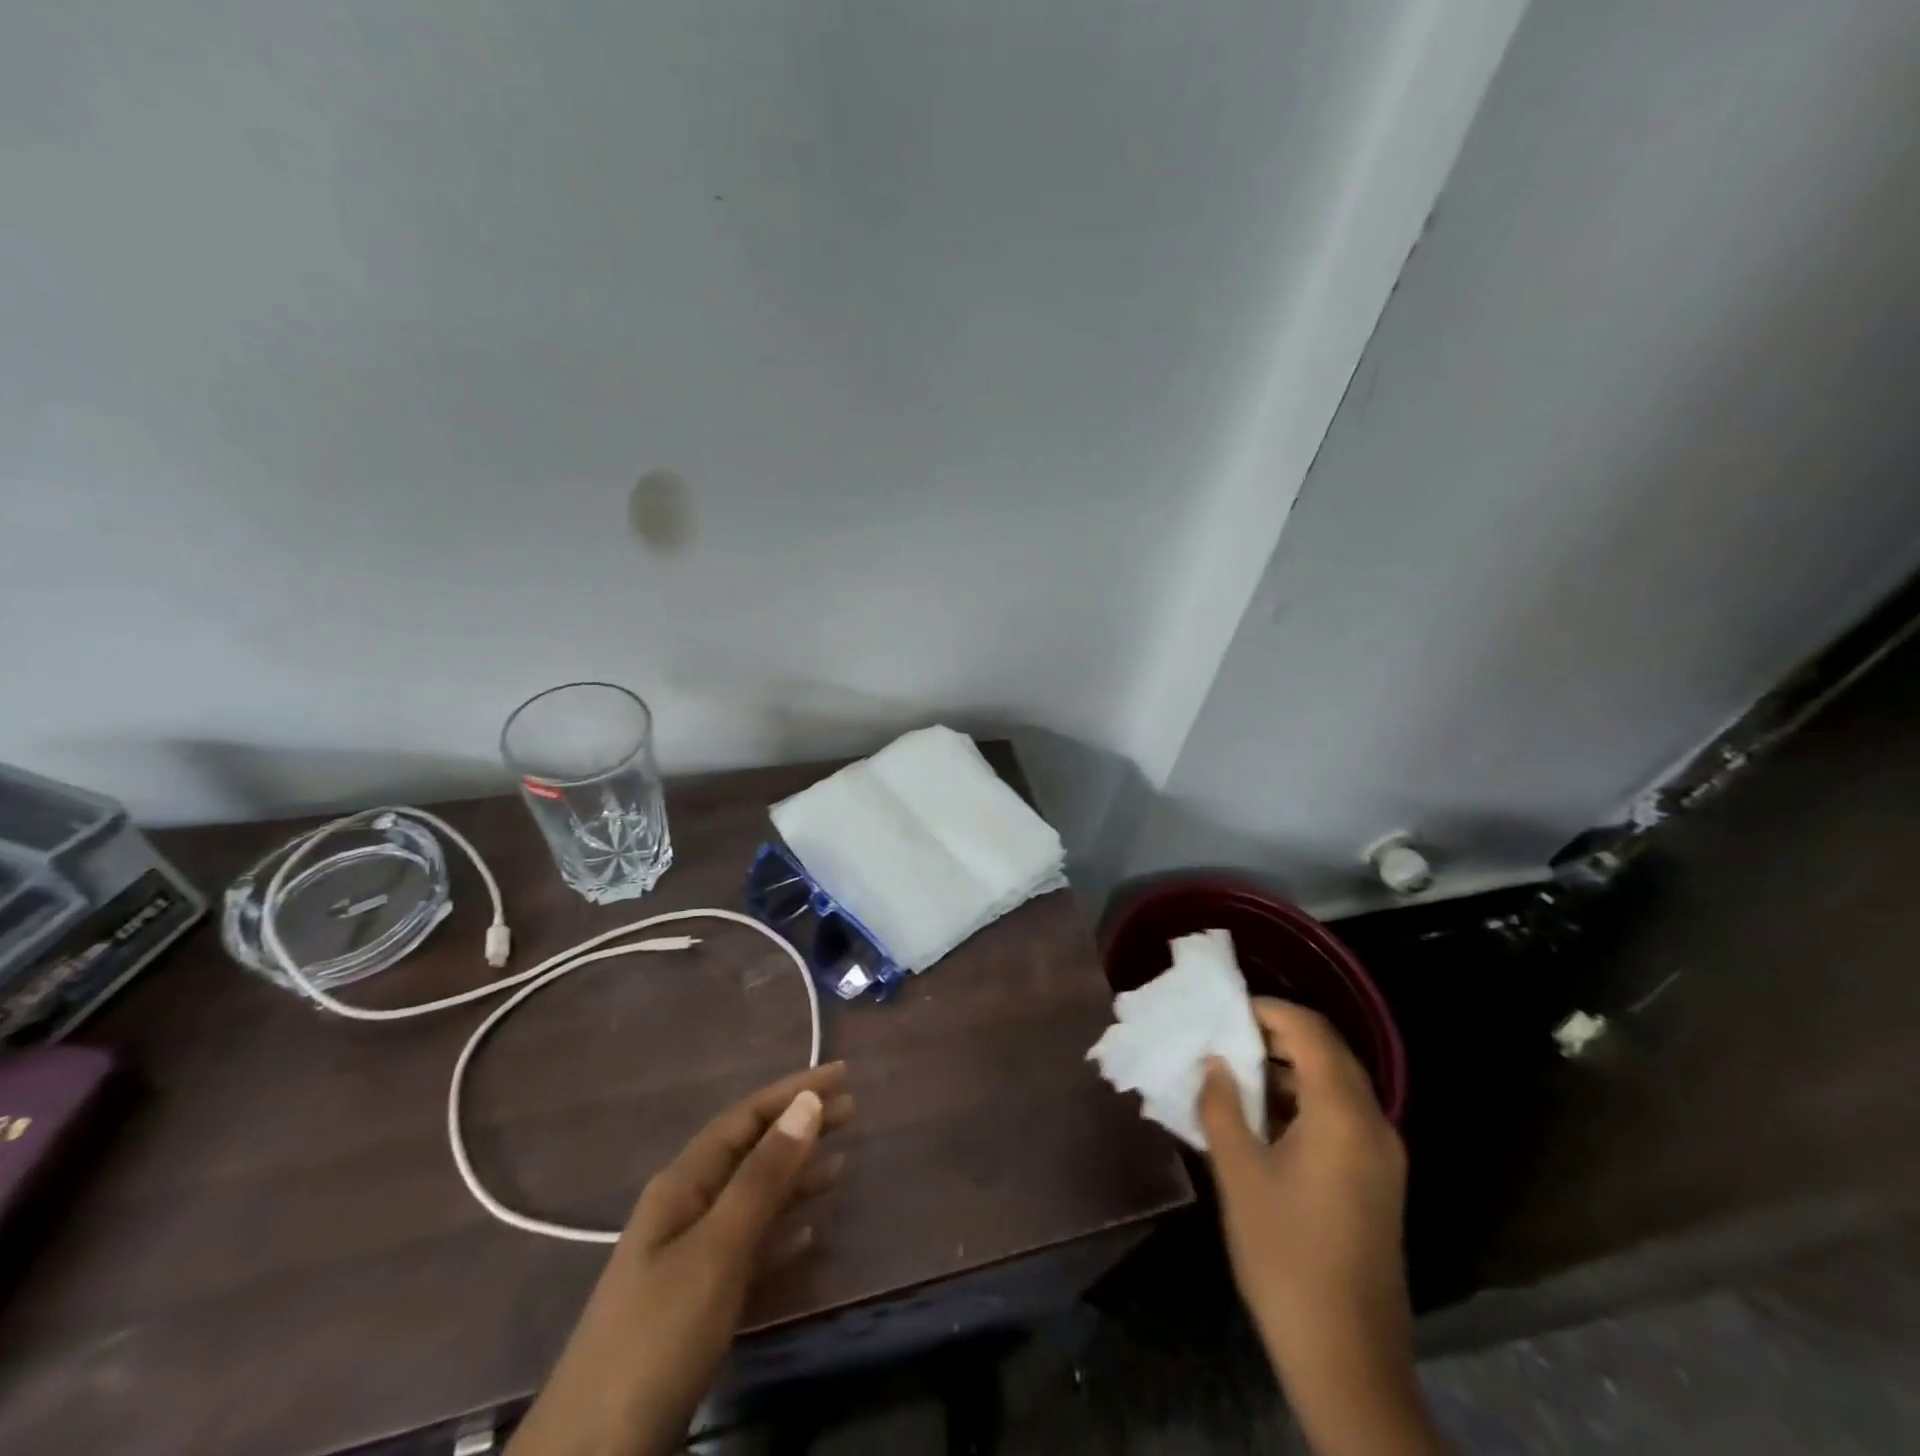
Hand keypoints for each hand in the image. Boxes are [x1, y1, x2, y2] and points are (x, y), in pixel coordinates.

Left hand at [508, 1064, 852, 1455]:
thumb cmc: (658, 1336)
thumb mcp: (717, 1249)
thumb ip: (763, 1177)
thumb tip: (807, 1103)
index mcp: (683, 1185)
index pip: (746, 1118)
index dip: (794, 1091)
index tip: (842, 1074)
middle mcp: (686, 1209)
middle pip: (752, 1152)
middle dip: (800, 1127)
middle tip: (853, 1110)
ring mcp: (689, 1258)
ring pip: (754, 1200)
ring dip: (797, 1178)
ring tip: (843, 1165)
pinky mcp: (698, 1303)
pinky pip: (751, 1249)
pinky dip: (783, 1234)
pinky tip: (811, 1236)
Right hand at [1197, 1000, 1442, 1455]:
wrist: (1347, 1358)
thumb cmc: (1284, 1258)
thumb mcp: (1239, 1175)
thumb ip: (1223, 1106)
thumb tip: (1215, 1063)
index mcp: (1343, 1116)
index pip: (1310, 1032)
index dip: (1267, 1010)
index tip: (1223, 1012)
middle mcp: (1373, 1124)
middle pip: (1329, 1052)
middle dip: (1276, 1034)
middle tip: (1224, 1036)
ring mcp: (1382, 1154)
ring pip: (1336, 1082)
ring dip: (1289, 1066)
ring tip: (1235, 1072)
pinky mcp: (1378, 1179)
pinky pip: (1342, 1114)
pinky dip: (1304, 1098)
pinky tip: (1263, 1115)